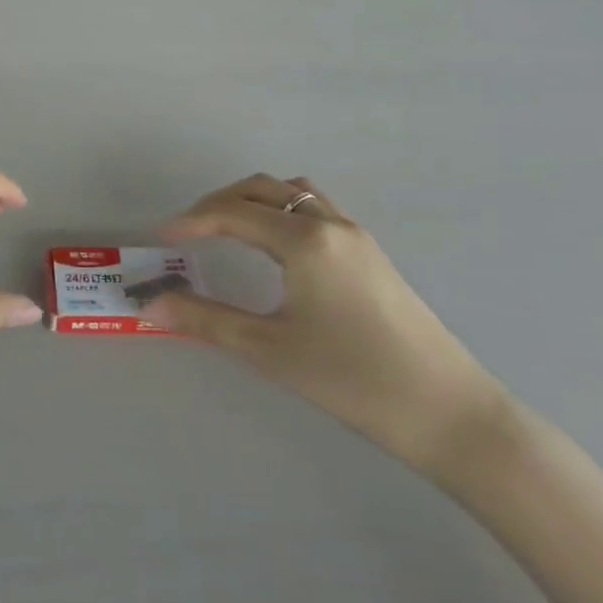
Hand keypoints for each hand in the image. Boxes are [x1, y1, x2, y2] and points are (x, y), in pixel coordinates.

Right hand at [141, 174, 502, 474]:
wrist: (450, 413)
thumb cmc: (353, 379)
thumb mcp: (270, 350)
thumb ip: (206, 320)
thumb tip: (152, 304)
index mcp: (304, 239)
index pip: (234, 213)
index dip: (192, 221)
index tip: (161, 238)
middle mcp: (330, 223)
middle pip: (263, 188)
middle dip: (219, 203)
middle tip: (189, 232)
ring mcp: (356, 235)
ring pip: (294, 192)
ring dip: (254, 200)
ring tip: (227, 230)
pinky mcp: (371, 254)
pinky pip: (316, 208)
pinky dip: (283, 210)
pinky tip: (275, 247)